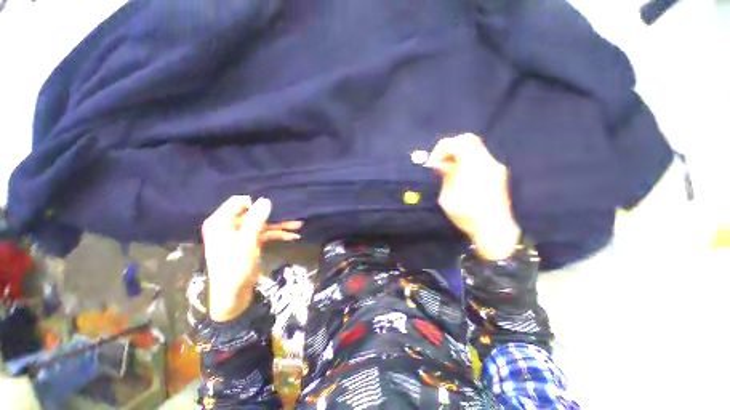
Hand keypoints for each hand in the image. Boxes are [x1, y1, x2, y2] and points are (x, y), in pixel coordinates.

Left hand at [201, 196, 301, 321]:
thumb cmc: (235, 266)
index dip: (255, 203)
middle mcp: (229, 225)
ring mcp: (240, 235)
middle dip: (273, 215)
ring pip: (262, 224)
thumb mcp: (247, 241)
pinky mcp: (249, 243)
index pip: (239, 202)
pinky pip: (265, 234)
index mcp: (221, 222)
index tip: (273, 207)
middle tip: (291, 213)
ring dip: (280, 225)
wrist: (233, 295)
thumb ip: (256, 219)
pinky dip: (277, 235)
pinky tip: (293, 236)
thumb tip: (265, 200)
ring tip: (298, 224)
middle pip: (253, 213)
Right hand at [425, 133, 520, 259]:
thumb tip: (442, 164)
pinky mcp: (498, 174)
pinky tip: (461, 178)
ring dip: (458, 156)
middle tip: (442, 164)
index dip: (441, 149)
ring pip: (474, 149)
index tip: (434, 164)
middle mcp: (487, 162)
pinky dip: (467, 162)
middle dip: (450, 149)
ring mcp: (495, 167)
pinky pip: (479, 159)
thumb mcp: (448, 198)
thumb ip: (446, 177)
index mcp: (474, 167)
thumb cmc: (468, 216)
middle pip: (468, 140)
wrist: (495, 230)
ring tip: (449, 172)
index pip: (457, 143)